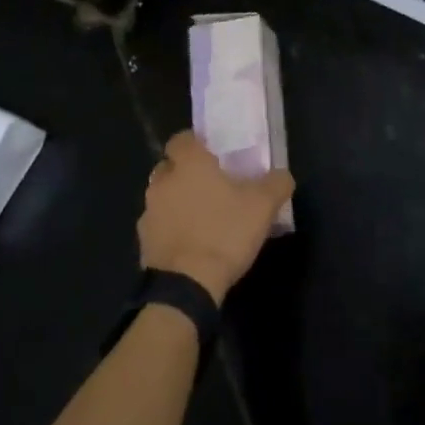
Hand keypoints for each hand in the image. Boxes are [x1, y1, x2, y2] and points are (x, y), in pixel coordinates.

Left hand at [138, 131, 293, 304]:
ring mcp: (149, 212)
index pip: (182, 138)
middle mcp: (163, 181)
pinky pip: (159, 226)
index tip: (214, 156)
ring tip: (203, 218)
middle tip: (212, 186)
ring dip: (178, 202)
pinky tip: (191, 243)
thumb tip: (281, 175)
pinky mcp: (143, 242)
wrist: (187, 285)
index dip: (197, 144)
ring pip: (163, 197)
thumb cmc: (225, 232)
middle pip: (170, 167)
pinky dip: (171, 229)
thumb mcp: (263, 206)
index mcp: (189, 163)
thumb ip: (276, 183)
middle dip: (186, 173)